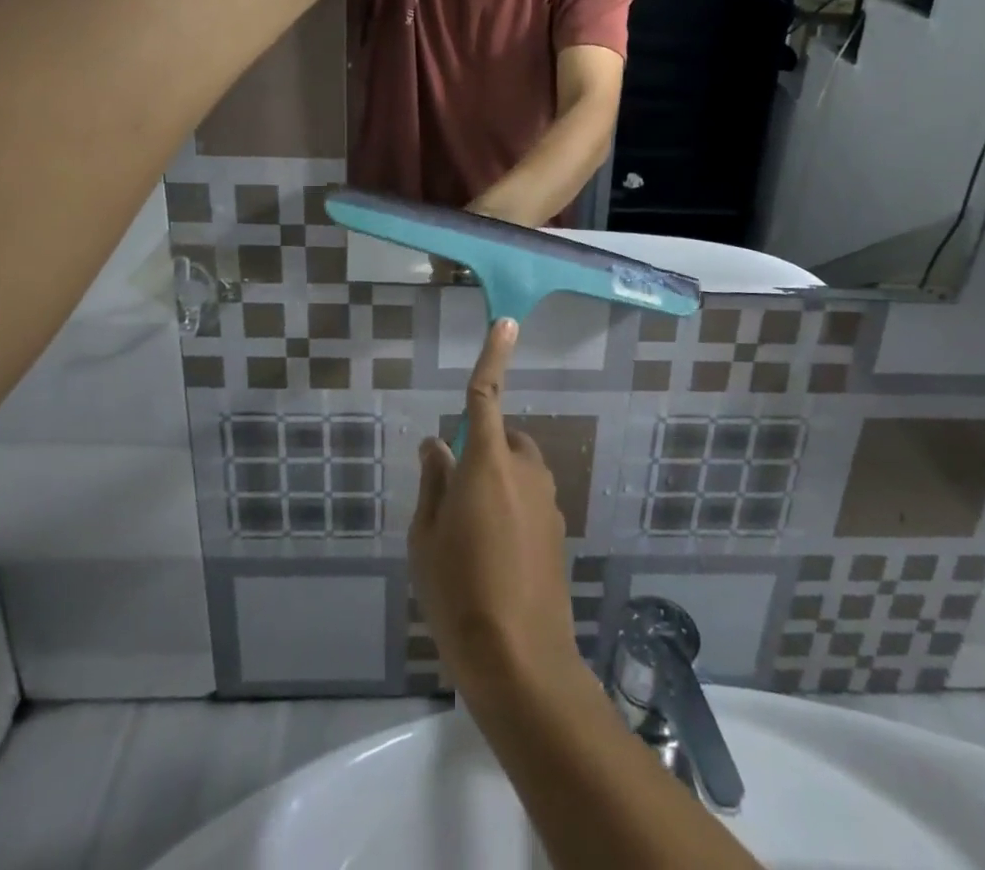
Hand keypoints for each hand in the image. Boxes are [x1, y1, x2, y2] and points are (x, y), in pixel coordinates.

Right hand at [409, 320, 581, 693]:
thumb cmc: (458, 593)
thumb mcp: (426, 538)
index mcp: (487, 463)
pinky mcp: (558, 530)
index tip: (507, 322)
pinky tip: (496, 558)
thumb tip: (436, 444)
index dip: (494, 355)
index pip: (487, 395)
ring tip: (471, 538)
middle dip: (482, 450)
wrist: (521, 662)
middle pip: (503, 438)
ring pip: (518, 470)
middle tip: (454, 499)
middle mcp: (525, 471)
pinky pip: (530, 499)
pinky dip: (512, 508)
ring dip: (497, 482)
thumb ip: (433, 483)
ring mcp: (547, 501)